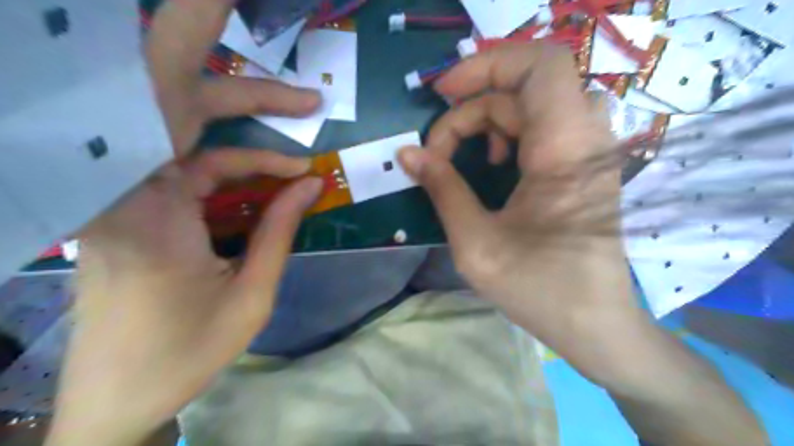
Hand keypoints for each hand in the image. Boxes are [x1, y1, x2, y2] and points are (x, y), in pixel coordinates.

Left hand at [47, 0, 322, 445]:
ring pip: (191, 135)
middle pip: (179, 104)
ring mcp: (133, 195)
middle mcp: (130, 188)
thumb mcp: (250, 296)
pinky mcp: (142, 208)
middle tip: (297, 79)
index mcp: (148, 210)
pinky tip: (275, 179)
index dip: (229, 88)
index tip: (280, 91)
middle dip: (239, 80)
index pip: (178, 116)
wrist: (118, 397)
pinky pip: (195, 169)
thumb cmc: (184, 353)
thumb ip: (278, 232)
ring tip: (303, 119)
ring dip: (248, 126)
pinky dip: (239, 168)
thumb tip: (310, 183)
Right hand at [401, 42, 637, 376]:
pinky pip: (543, 125)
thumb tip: (408, 153)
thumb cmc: (538, 289)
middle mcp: (584, 139)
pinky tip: (495, 164)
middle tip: (438, 151)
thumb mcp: (475, 242)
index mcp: (563, 151)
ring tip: (466, 157)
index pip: (539, 65)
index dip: (486, 64)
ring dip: (488, 120)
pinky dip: (508, 133)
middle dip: (471, 109)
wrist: (595, 325)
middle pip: (522, 89)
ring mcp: (588, 151)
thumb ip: (441, 189)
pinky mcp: (583, 165)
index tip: (441, 94)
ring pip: (531, 104)